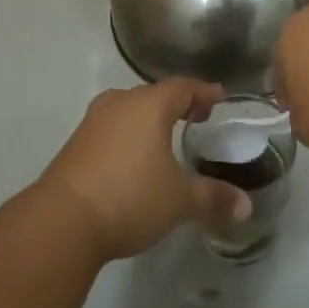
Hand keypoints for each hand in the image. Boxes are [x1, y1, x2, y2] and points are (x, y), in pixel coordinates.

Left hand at [36, 80, 251, 262]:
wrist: (62, 219)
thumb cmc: (130, 196)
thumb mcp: (179, 200)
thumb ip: (213, 198)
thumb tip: (245, 206)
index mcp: (149, 105)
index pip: (183, 87)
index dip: (203, 92)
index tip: (218, 98)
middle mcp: (121, 102)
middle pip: (154, 95)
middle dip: (176, 104)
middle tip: (195, 118)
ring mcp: (94, 121)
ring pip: (129, 110)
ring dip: (148, 120)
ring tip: (164, 138)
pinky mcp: (76, 143)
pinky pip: (111, 129)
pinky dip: (127, 136)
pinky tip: (132, 159)